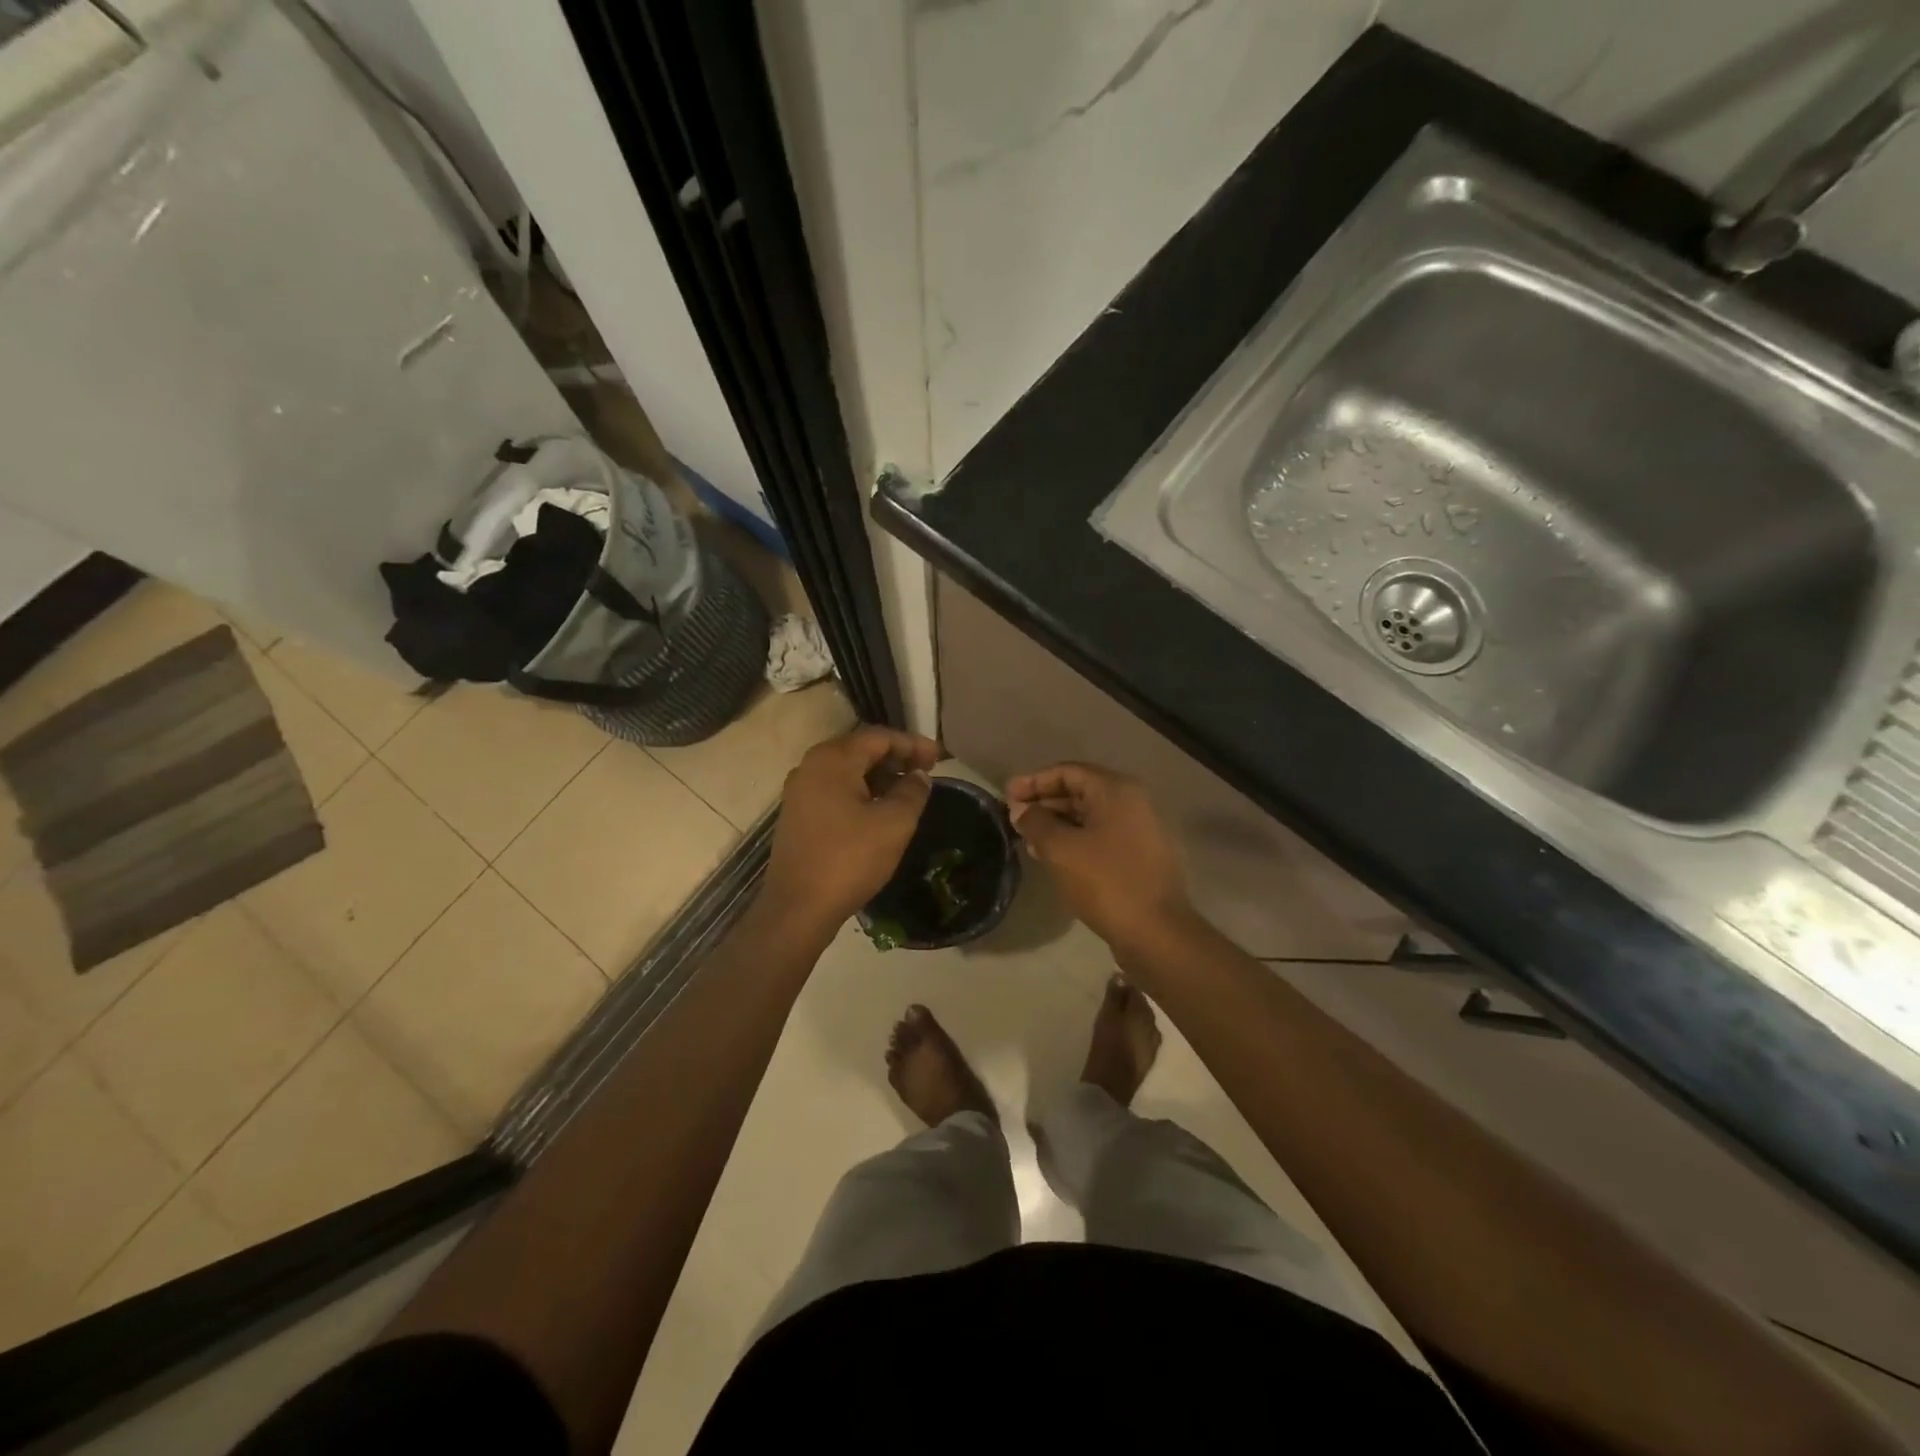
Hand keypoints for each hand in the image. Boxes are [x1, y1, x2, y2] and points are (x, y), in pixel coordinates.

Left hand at [763, 725, 940, 935]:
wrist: (798, 908)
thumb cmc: (850, 859)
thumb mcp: (894, 824)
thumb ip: (912, 791)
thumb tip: (918, 776)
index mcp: (833, 759)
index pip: (879, 737)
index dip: (913, 744)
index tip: (940, 758)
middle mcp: (811, 766)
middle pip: (861, 749)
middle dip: (896, 757)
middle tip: (926, 772)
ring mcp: (800, 791)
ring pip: (847, 771)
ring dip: (880, 776)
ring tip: (908, 791)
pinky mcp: (797, 814)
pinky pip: (835, 790)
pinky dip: (861, 791)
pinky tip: (879, 810)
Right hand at [1006, 763, 1190, 947]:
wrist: (1156, 932)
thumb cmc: (1106, 882)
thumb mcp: (1061, 849)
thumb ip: (1036, 823)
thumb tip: (1021, 810)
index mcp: (1116, 790)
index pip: (1068, 771)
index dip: (1034, 781)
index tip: (1007, 796)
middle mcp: (1133, 802)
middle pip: (1080, 791)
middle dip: (1045, 802)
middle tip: (1014, 817)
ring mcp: (1141, 829)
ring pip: (1090, 816)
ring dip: (1058, 823)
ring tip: (1027, 839)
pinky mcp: (1141, 856)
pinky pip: (1101, 836)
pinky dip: (1076, 840)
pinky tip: (1053, 857)